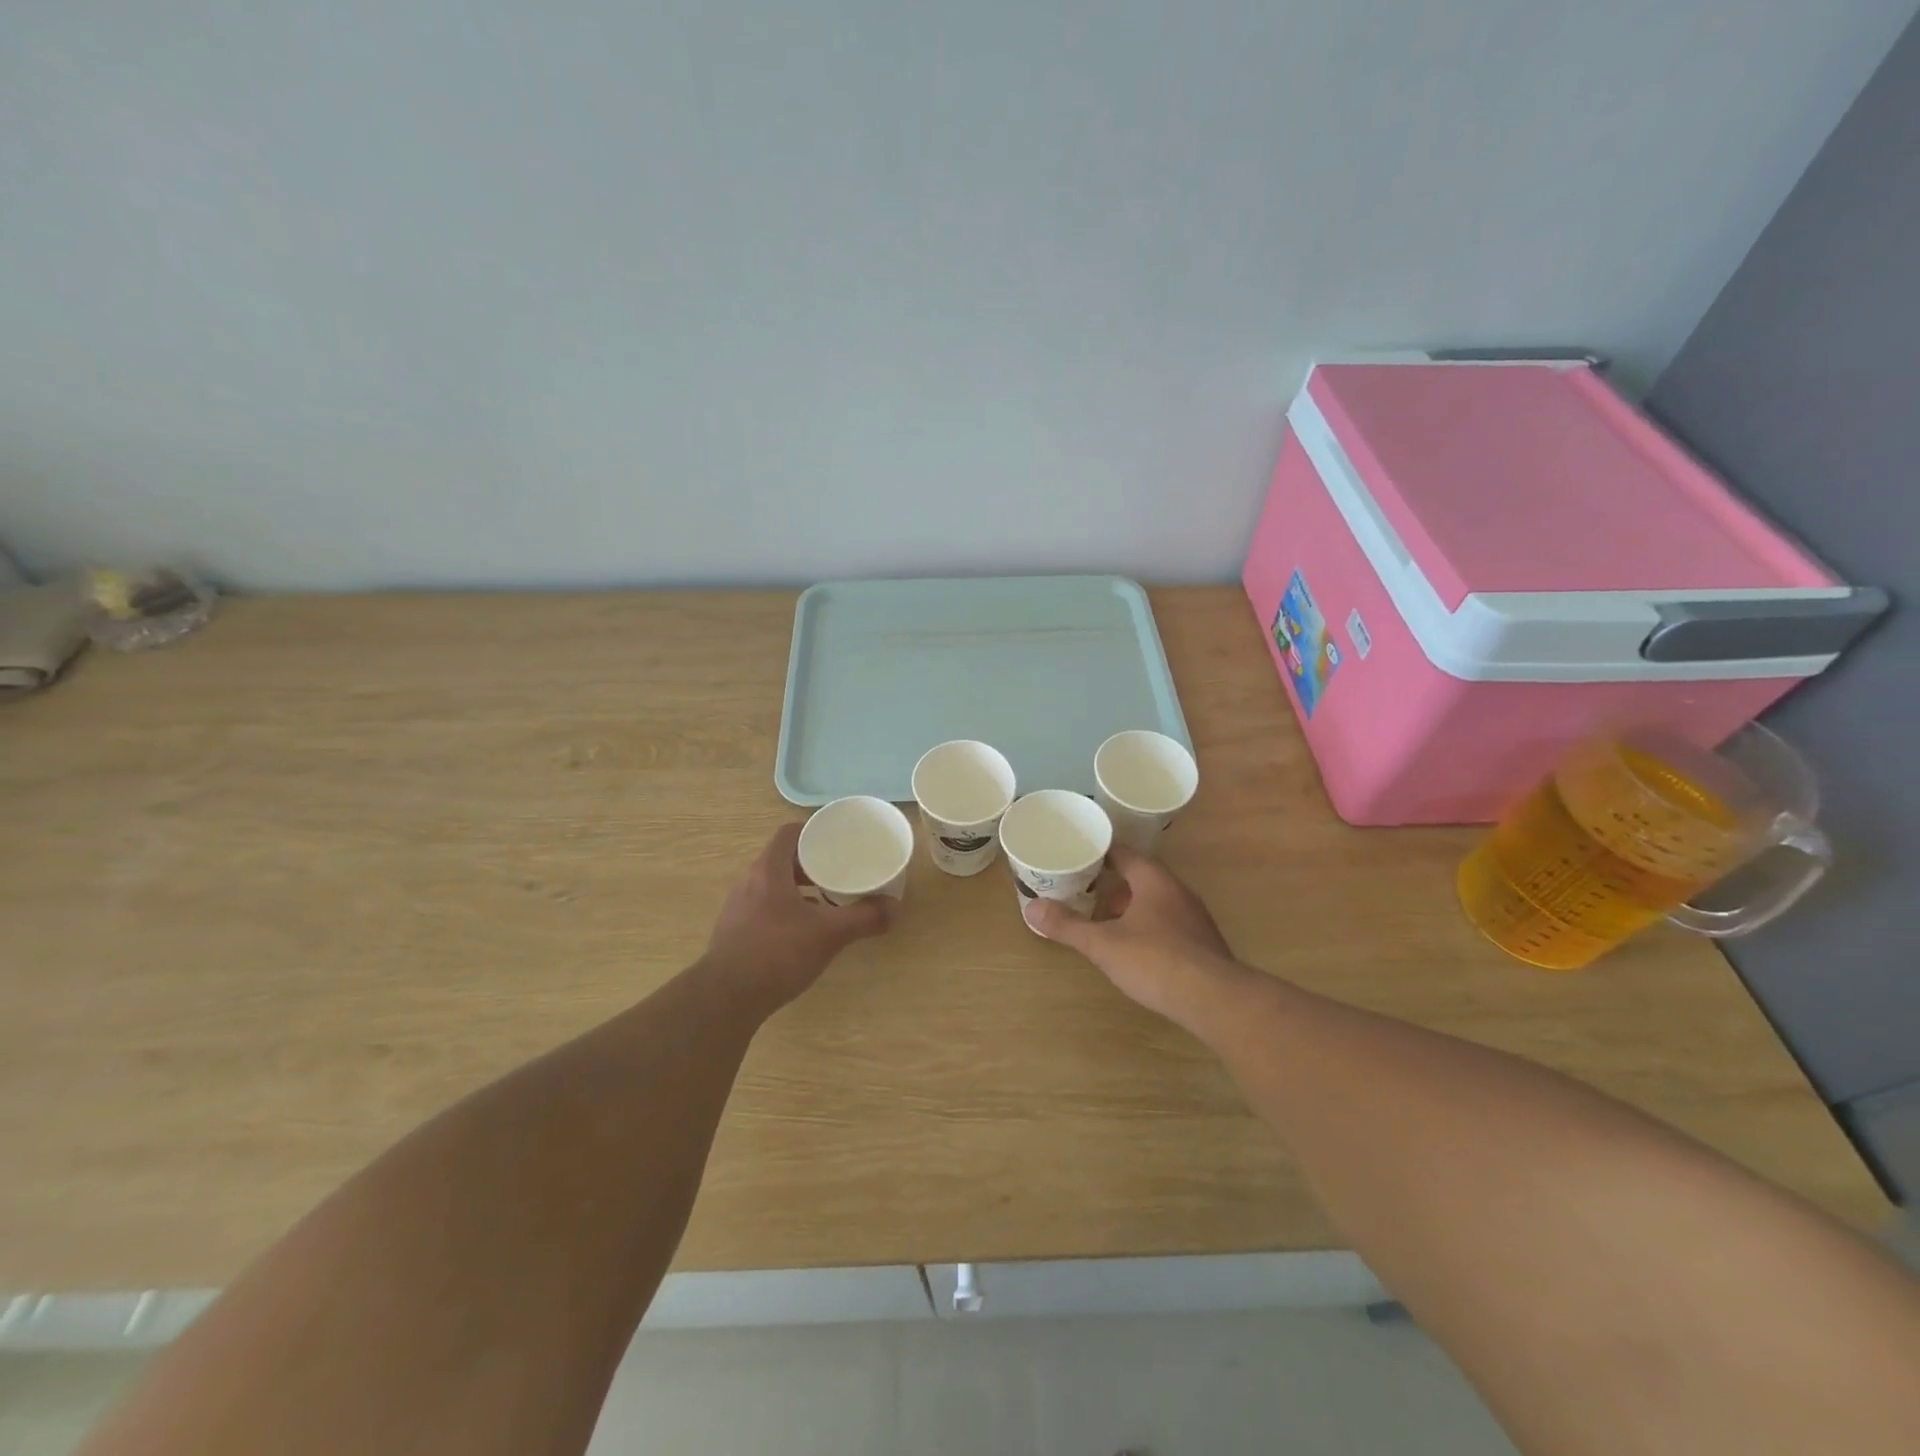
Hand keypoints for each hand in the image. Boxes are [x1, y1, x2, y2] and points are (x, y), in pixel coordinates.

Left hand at [704, 824, 894, 1014]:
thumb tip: (894, 908)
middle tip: (839, 870)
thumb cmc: (777, 954)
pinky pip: (764, 907)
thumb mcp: (828, 934)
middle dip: (811, 862)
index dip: (813, 831)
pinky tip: (803, 931)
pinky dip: (786, 909)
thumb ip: (863, 918)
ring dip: (798, 887)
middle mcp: (749, 882)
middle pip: (782, 859)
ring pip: (773, 885)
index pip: (789, 833)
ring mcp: (738, 908)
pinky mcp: (734, 932)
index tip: (837, 840)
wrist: (726, 999)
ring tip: (826, 900)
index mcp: (769, 871)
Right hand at [1024, 846, 1243, 1025]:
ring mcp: (1194, 918)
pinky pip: (1168, 925)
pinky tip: (1135, 951)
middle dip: (1112, 886)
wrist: (1214, 1000)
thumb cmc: (1155, 961)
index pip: (1124, 853)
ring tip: (1104, 925)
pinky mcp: (1203, 944)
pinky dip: (1148, 929)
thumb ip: (1067, 926)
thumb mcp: (1103, 944)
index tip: (1078, 857)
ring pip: (1155, 903)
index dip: (1099, 853)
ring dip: (1130, 909)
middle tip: (1084, 895)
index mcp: (1154, 880)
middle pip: (1140, 878)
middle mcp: (1177, 891)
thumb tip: (1031, 909)